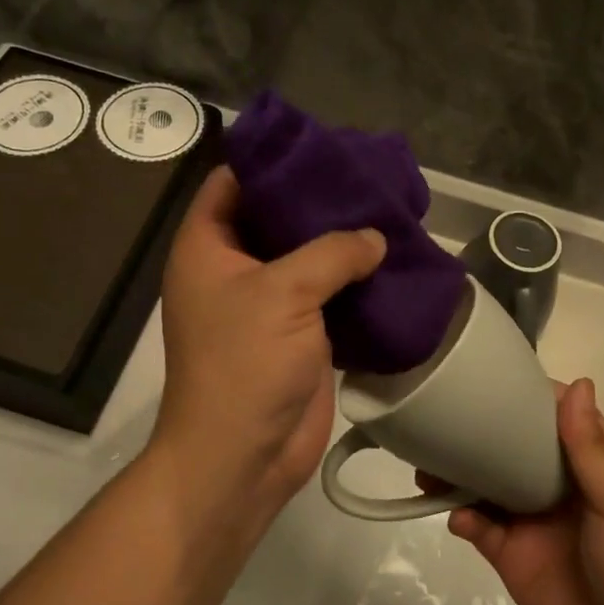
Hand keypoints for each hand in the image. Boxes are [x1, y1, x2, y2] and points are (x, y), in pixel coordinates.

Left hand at [151, 167, 385, 519]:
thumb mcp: (283, 293)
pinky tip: (394, 264)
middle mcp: (235, 269)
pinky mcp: (300, 335)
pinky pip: (330, 296)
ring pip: (309, 258)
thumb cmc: (244, 365)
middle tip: (370, 178)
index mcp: (208, 246)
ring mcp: (268, 304)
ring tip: (391, 213)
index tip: (323, 146)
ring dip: (344, 243)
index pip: (234, 182)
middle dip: (320, 200)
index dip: (273, 161)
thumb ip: (332, 253)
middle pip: (277, 218)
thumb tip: (375, 237)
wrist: (243, 457)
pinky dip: (357, 282)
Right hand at [447, 379, 603, 604]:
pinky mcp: (512, 558)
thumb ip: (589, 449)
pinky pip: (479, 528)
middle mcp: (559, 488)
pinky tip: (454, 514)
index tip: (492, 372)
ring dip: (460, 472)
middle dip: (482, 432)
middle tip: (442, 416)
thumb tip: (575, 382)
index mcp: (593, 467)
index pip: (559, 418)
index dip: (530, 395)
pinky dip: (462, 517)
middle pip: (514, 448)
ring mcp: (533, 523)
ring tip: (428, 463)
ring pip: (488, 484)